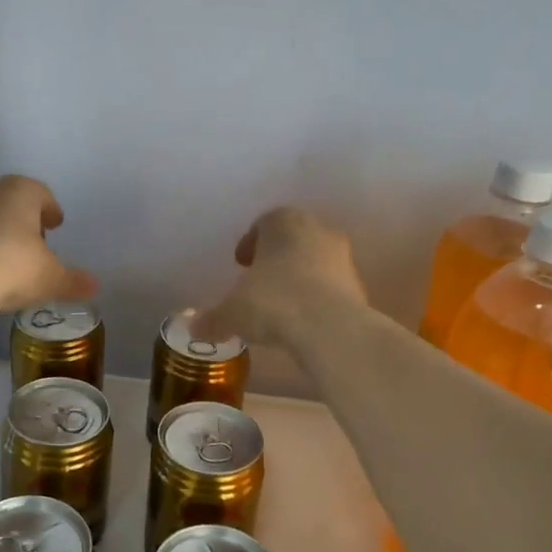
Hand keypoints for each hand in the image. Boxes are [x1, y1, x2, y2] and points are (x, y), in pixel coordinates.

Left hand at [0, 176, 96, 314]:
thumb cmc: (13, 267)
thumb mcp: (51, 279)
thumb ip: (73, 281)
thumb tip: (94, 286)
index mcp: (20, 192)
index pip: (41, 193)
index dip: (50, 209)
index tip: (56, 223)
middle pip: (10, 202)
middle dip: (23, 220)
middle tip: (34, 242)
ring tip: (7, 260)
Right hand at [194, 207, 366, 350]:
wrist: (331, 328)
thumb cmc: (273, 303)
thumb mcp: (231, 313)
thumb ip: (211, 319)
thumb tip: (193, 329)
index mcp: (283, 222)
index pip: (264, 222)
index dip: (250, 243)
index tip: (241, 264)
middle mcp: (316, 230)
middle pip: (292, 239)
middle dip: (276, 258)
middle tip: (259, 282)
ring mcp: (342, 257)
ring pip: (314, 261)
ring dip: (299, 277)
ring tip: (281, 306)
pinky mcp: (358, 285)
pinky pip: (330, 287)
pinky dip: (317, 298)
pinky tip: (303, 321)